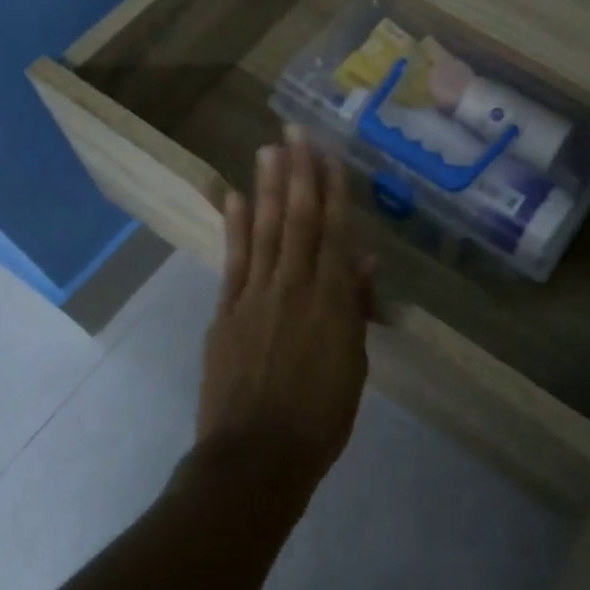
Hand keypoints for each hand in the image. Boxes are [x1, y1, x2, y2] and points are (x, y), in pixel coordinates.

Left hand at [198, 126, 374, 496]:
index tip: (330, 154)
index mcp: (332, 300)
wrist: (255, 458)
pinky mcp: (226, 311)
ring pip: (266, 229)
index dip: (333, 190)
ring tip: (270, 149)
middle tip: (297, 131)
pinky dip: (235, 227)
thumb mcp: (354, 366)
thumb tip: (363, 263)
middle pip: (299, 219)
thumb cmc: (320, 419)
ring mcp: (255, 295)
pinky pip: (233, 261)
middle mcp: (294, 286)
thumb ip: (356, 310)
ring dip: (269, 187)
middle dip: (300, 172)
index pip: (335, 231)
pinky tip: (235, 197)